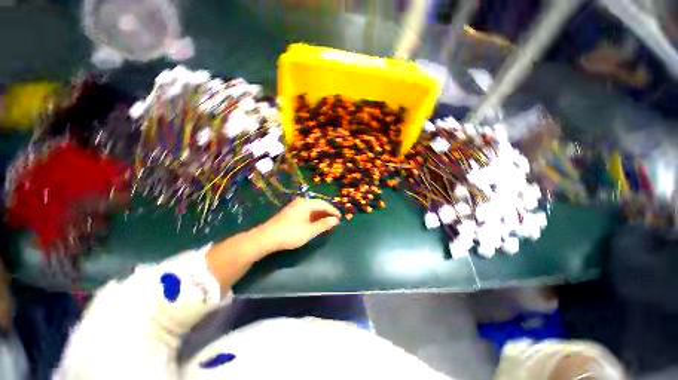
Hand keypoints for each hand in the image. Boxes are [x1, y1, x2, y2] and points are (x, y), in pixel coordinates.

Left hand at [257, 198, 340, 253]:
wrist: (266, 238)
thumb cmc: (290, 233)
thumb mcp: (309, 231)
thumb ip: (324, 224)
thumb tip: (335, 220)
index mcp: (306, 204)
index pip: (324, 204)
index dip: (333, 211)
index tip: (340, 218)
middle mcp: (301, 202)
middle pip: (318, 205)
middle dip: (327, 213)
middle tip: (335, 221)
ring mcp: (295, 207)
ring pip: (312, 209)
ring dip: (320, 216)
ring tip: (327, 223)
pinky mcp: (291, 212)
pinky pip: (306, 212)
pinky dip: (313, 217)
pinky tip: (315, 224)